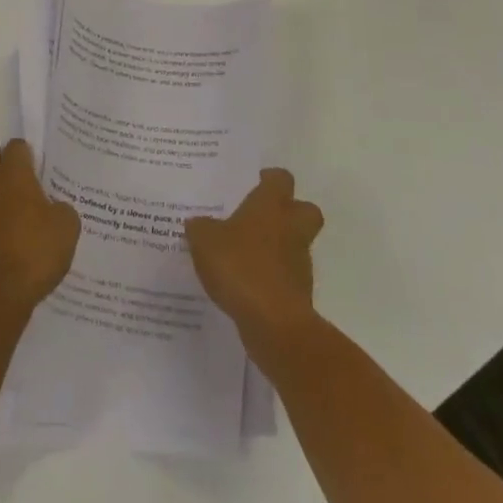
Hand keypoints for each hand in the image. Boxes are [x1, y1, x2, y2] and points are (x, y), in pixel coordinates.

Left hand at [0, 140, 80, 317]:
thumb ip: (61, 209)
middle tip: (2, 166)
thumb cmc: (36, 249)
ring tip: (11, 202)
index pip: (14, 147)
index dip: (25, 151)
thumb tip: (52, 209)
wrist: (1, 293)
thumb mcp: (66, 226)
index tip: (35, 164)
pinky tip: (10, 229)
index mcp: (12, 175)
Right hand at [185, 169, 324, 342]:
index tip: (256, 182)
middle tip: (262, 217)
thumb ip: (200, 228)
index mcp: (270, 206)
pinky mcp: (298, 294)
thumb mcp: (205, 240)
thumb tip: (197, 223)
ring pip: (296, 245)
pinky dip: (272, 278)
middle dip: (290, 211)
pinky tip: (246, 285)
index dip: (270, 179)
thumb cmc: (240, 266)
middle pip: (305, 210)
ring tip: (245, 256)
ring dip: (278, 248)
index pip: (281, 179)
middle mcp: (290, 229)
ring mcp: (299, 263)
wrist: (273, 323)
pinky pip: (286, 277)